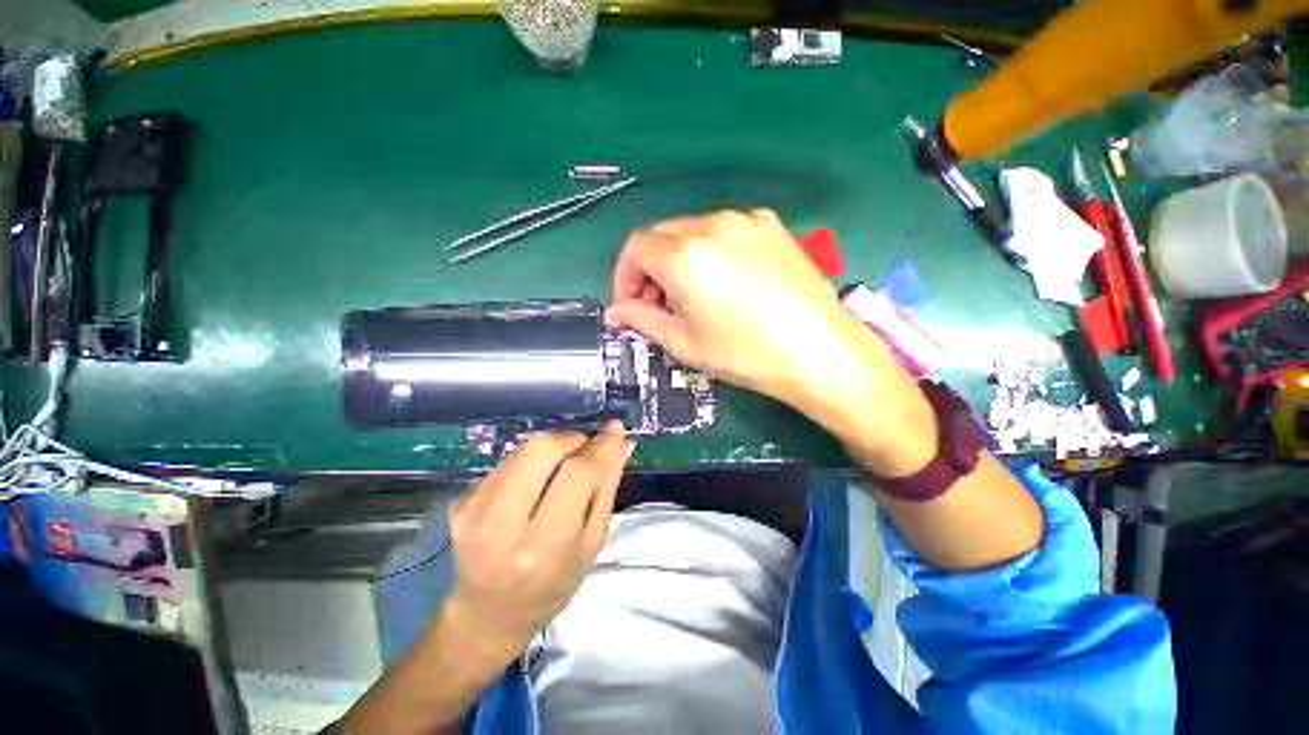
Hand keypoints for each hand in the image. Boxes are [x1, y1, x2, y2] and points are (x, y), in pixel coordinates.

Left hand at [444, 423, 632, 652]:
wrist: (489, 614)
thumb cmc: (553, 584)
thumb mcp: (592, 543)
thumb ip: (607, 487)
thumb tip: (621, 441)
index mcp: (543, 546)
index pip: (576, 474)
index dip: (600, 447)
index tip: (615, 431)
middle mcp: (502, 525)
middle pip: (541, 449)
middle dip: (572, 439)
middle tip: (586, 449)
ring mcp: (473, 511)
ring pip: (523, 449)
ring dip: (554, 446)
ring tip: (564, 465)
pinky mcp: (461, 502)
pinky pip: (508, 461)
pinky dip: (532, 461)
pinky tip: (537, 482)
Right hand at [608, 209, 934, 474]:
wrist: (819, 350)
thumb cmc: (745, 355)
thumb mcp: (684, 343)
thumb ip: (642, 320)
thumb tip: (616, 313)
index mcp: (684, 256)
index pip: (634, 248)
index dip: (625, 277)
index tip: (632, 306)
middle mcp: (711, 225)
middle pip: (661, 236)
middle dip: (650, 269)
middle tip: (659, 305)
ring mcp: (745, 220)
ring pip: (691, 231)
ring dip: (679, 260)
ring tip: (693, 295)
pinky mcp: (770, 225)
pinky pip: (724, 231)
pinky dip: (709, 251)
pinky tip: (725, 282)